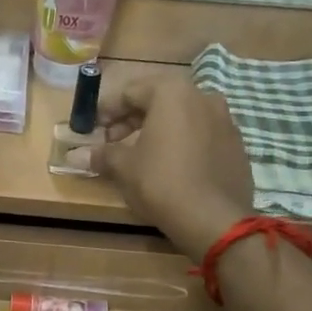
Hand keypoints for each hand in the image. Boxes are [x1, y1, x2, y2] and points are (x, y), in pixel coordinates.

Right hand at [90, 74, 253, 260]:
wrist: (213, 219)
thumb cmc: (161, 183)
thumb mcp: (124, 167)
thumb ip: (102, 154)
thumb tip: (75, 156)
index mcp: (172, 92)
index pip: (130, 91)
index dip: (107, 110)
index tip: (94, 130)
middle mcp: (202, 96)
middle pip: (158, 100)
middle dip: (132, 119)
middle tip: (113, 143)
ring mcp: (225, 120)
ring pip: (182, 117)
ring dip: (158, 130)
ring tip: (142, 155)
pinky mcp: (236, 144)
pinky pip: (201, 135)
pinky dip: (182, 142)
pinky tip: (171, 167)